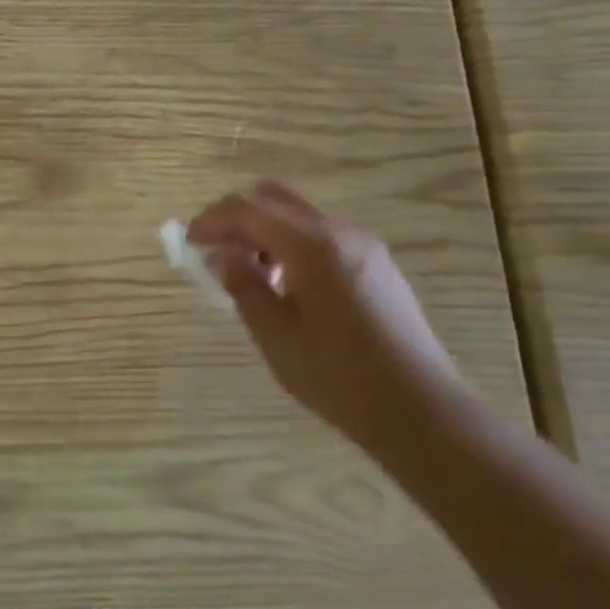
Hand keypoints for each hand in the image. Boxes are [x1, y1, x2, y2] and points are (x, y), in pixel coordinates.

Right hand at [187, 181, 461, 450]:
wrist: (421, 411)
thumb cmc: (338, 376)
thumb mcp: (274, 334)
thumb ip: (243, 285)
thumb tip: (222, 256)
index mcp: (313, 246)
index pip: (247, 210)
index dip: (210, 221)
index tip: (188, 244)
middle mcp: (340, 232)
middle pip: (273, 197)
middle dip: (235, 216)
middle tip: (213, 248)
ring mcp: (364, 245)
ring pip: (297, 213)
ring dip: (262, 228)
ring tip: (246, 271)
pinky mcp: (375, 263)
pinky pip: (320, 232)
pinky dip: (288, 241)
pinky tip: (282, 282)